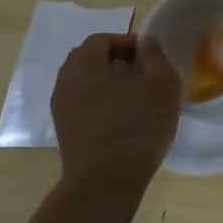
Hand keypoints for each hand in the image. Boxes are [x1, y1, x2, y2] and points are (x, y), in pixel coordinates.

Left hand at [50, 33, 181, 191]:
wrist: (106, 183)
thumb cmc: (137, 123)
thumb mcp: (161, 81)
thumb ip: (154, 54)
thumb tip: (145, 42)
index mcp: (84, 64)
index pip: (103, 39)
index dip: (129, 42)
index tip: (152, 58)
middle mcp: (65, 83)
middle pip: (90, 61)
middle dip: (117, 62)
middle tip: (145, 74)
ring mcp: (61, 112)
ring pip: (87, 85)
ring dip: (110, 85)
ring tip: (138, 97)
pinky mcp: (67, 135)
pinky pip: (85, 107)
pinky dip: (103, 105)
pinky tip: (125, 120)